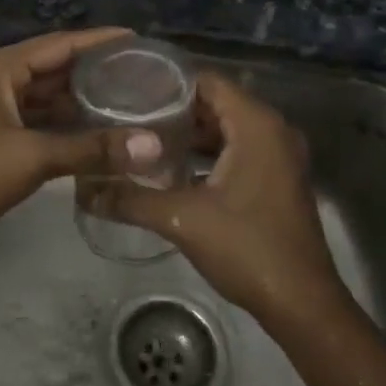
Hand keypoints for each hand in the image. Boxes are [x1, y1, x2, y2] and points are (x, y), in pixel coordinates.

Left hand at [0, 28, 162, 245]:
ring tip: (128, 104)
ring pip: (46, 97)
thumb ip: (91, 149)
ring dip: (81, 101)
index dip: (100, 40)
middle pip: (54, 68)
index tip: (140, 39)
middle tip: (144, 76)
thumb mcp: (31, 156)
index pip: (60, 43)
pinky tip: (95, 136)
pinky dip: (64, 126)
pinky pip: (36, 122)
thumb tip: (151, 145)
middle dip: (95, 72)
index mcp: (0, 68)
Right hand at [99, 71, 349, 331]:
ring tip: (142, 140)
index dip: (168, 83)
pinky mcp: (276, 181)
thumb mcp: (181, 219)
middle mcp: (273, 131)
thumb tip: (84, 189)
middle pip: (216, 104)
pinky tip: (172, 171)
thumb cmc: (247, 248)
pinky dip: (207, 155)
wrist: (301, 303)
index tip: (129, 91)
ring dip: (189, 135)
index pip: (207, 81)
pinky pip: (237, 151)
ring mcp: (279, 157)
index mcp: (256, 125)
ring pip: (226, 130)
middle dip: (173, 110)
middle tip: (128, 116)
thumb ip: (131, 198)